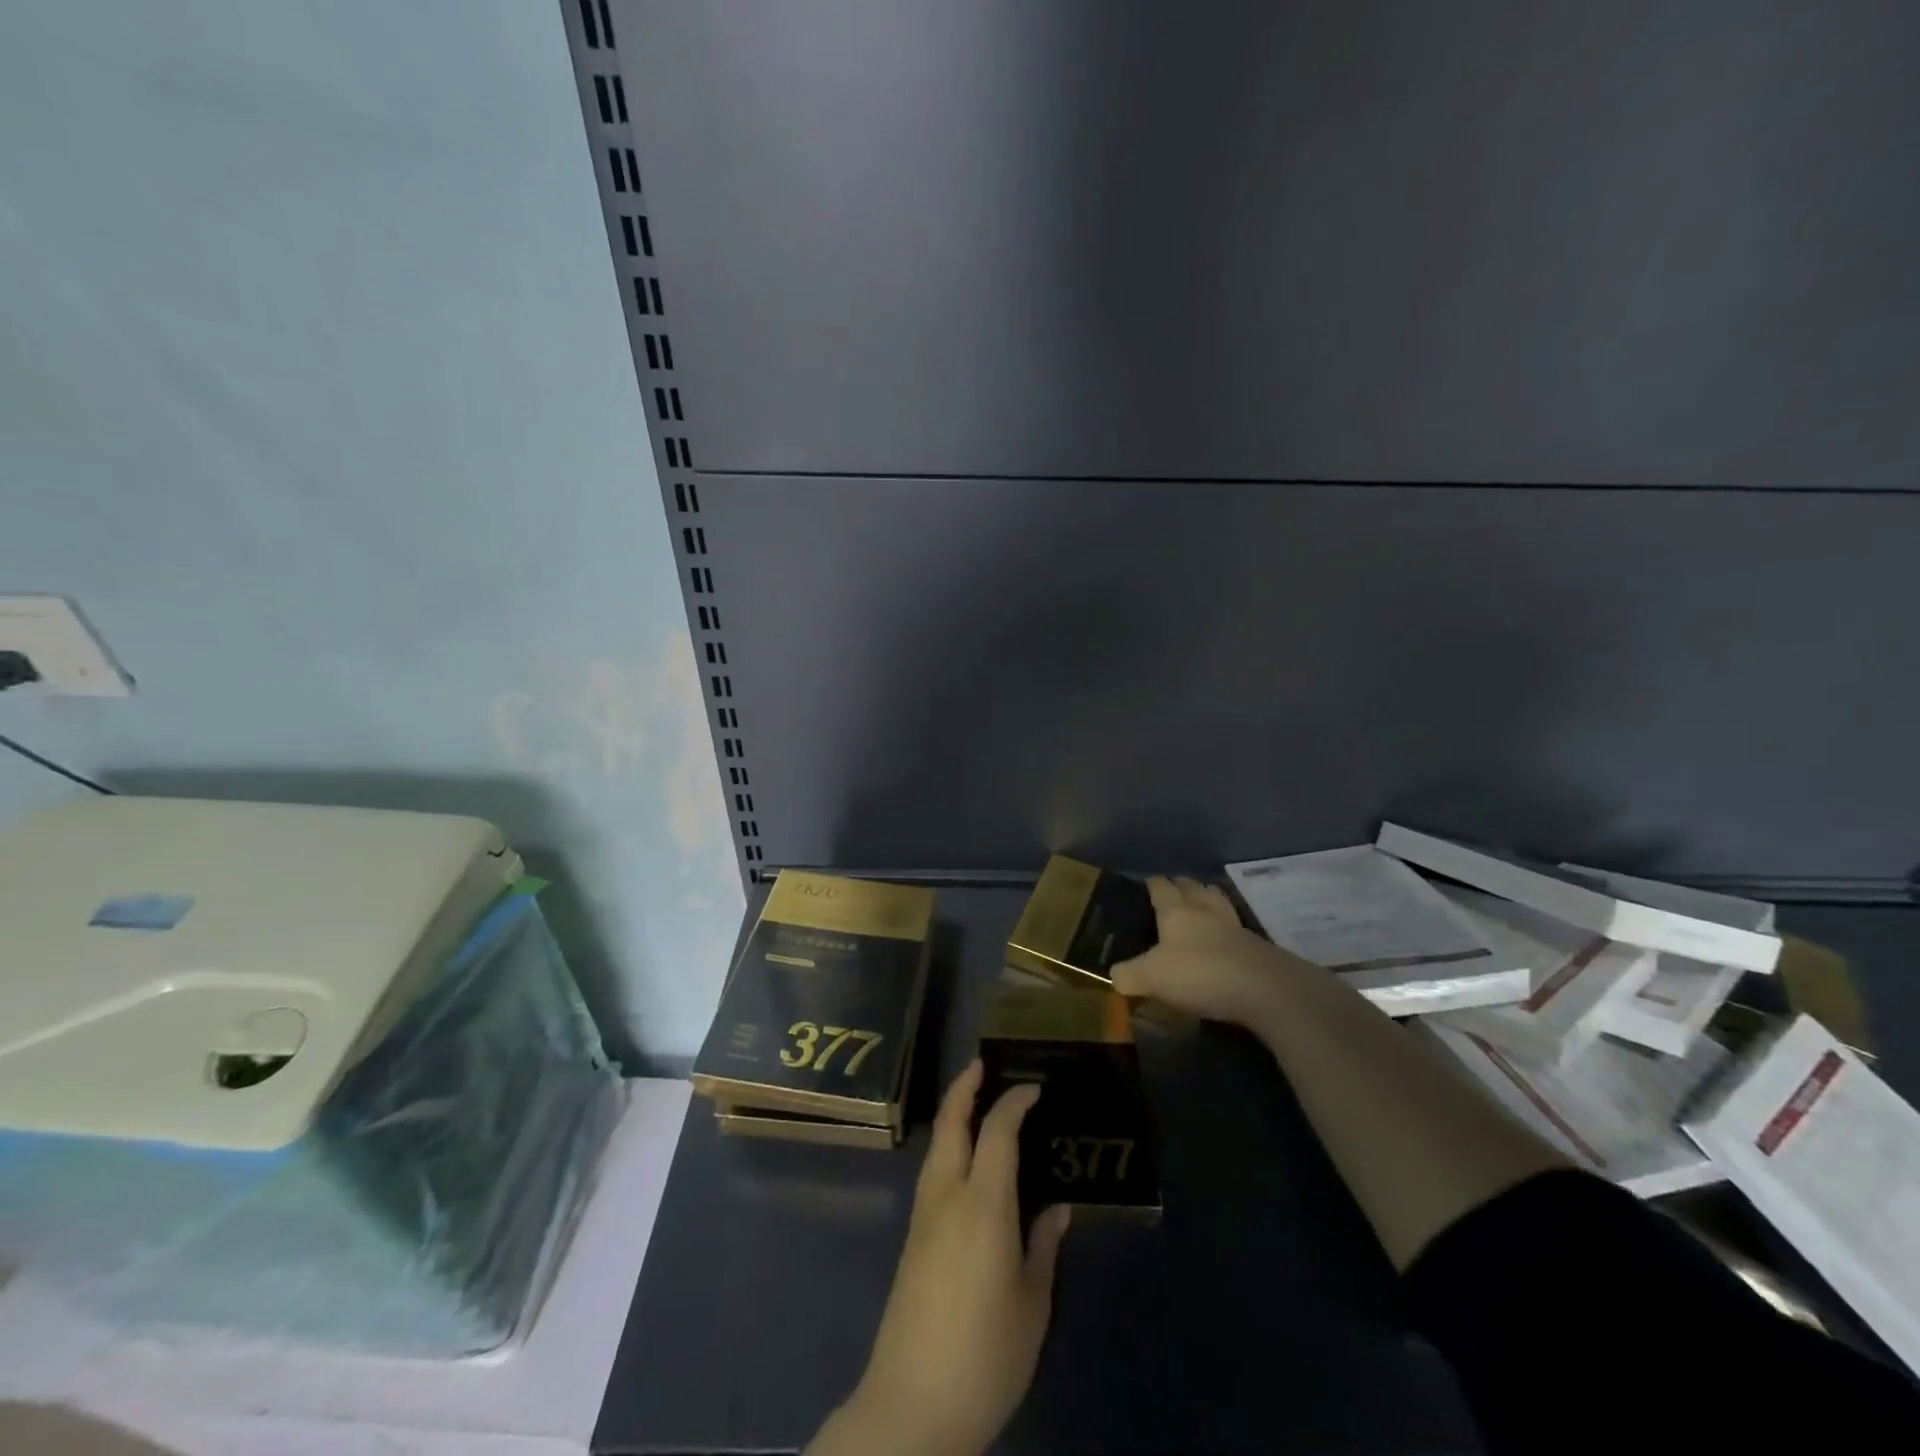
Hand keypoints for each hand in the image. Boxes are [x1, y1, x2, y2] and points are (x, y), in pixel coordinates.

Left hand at [808, 1061, 1070, 1455]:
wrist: (912, 1404)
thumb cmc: (985, 1354)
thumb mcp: (1032, 1304)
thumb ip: (1043, 1247)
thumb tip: (1056, 1207)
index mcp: (982, 1204)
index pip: (997, 1131)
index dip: (1014, 1101)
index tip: (1034, 1087)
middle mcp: (946, 1195)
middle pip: (950, 1122)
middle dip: (965, 1087)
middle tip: (984, 1064)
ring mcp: (923, 1215)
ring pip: (936, 1144)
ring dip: (953, 1113)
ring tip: (976, 1100)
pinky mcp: (913, 1237)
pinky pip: (933, 1170)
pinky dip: (950, 1144)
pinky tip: (967, 1159)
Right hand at [1111, 875, 1309, 1027]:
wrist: (1264, 988)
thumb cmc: (1199, 973)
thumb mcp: (1152, 978)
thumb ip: (1129, 975)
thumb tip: (1114, 975)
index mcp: (1176, 911)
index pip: (1161, 887)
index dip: (1153, 884)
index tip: (1147, 883)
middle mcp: (1205, 910)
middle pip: (1193, 887)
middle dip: (1182, 885)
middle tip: (1173, 888)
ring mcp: (1234, 926)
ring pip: (1218, 901)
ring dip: (1208, 897)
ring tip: (1201, 901)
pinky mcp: (1256, 946)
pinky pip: (1235, 926)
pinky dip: (1226, 926)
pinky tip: (1223, 936)